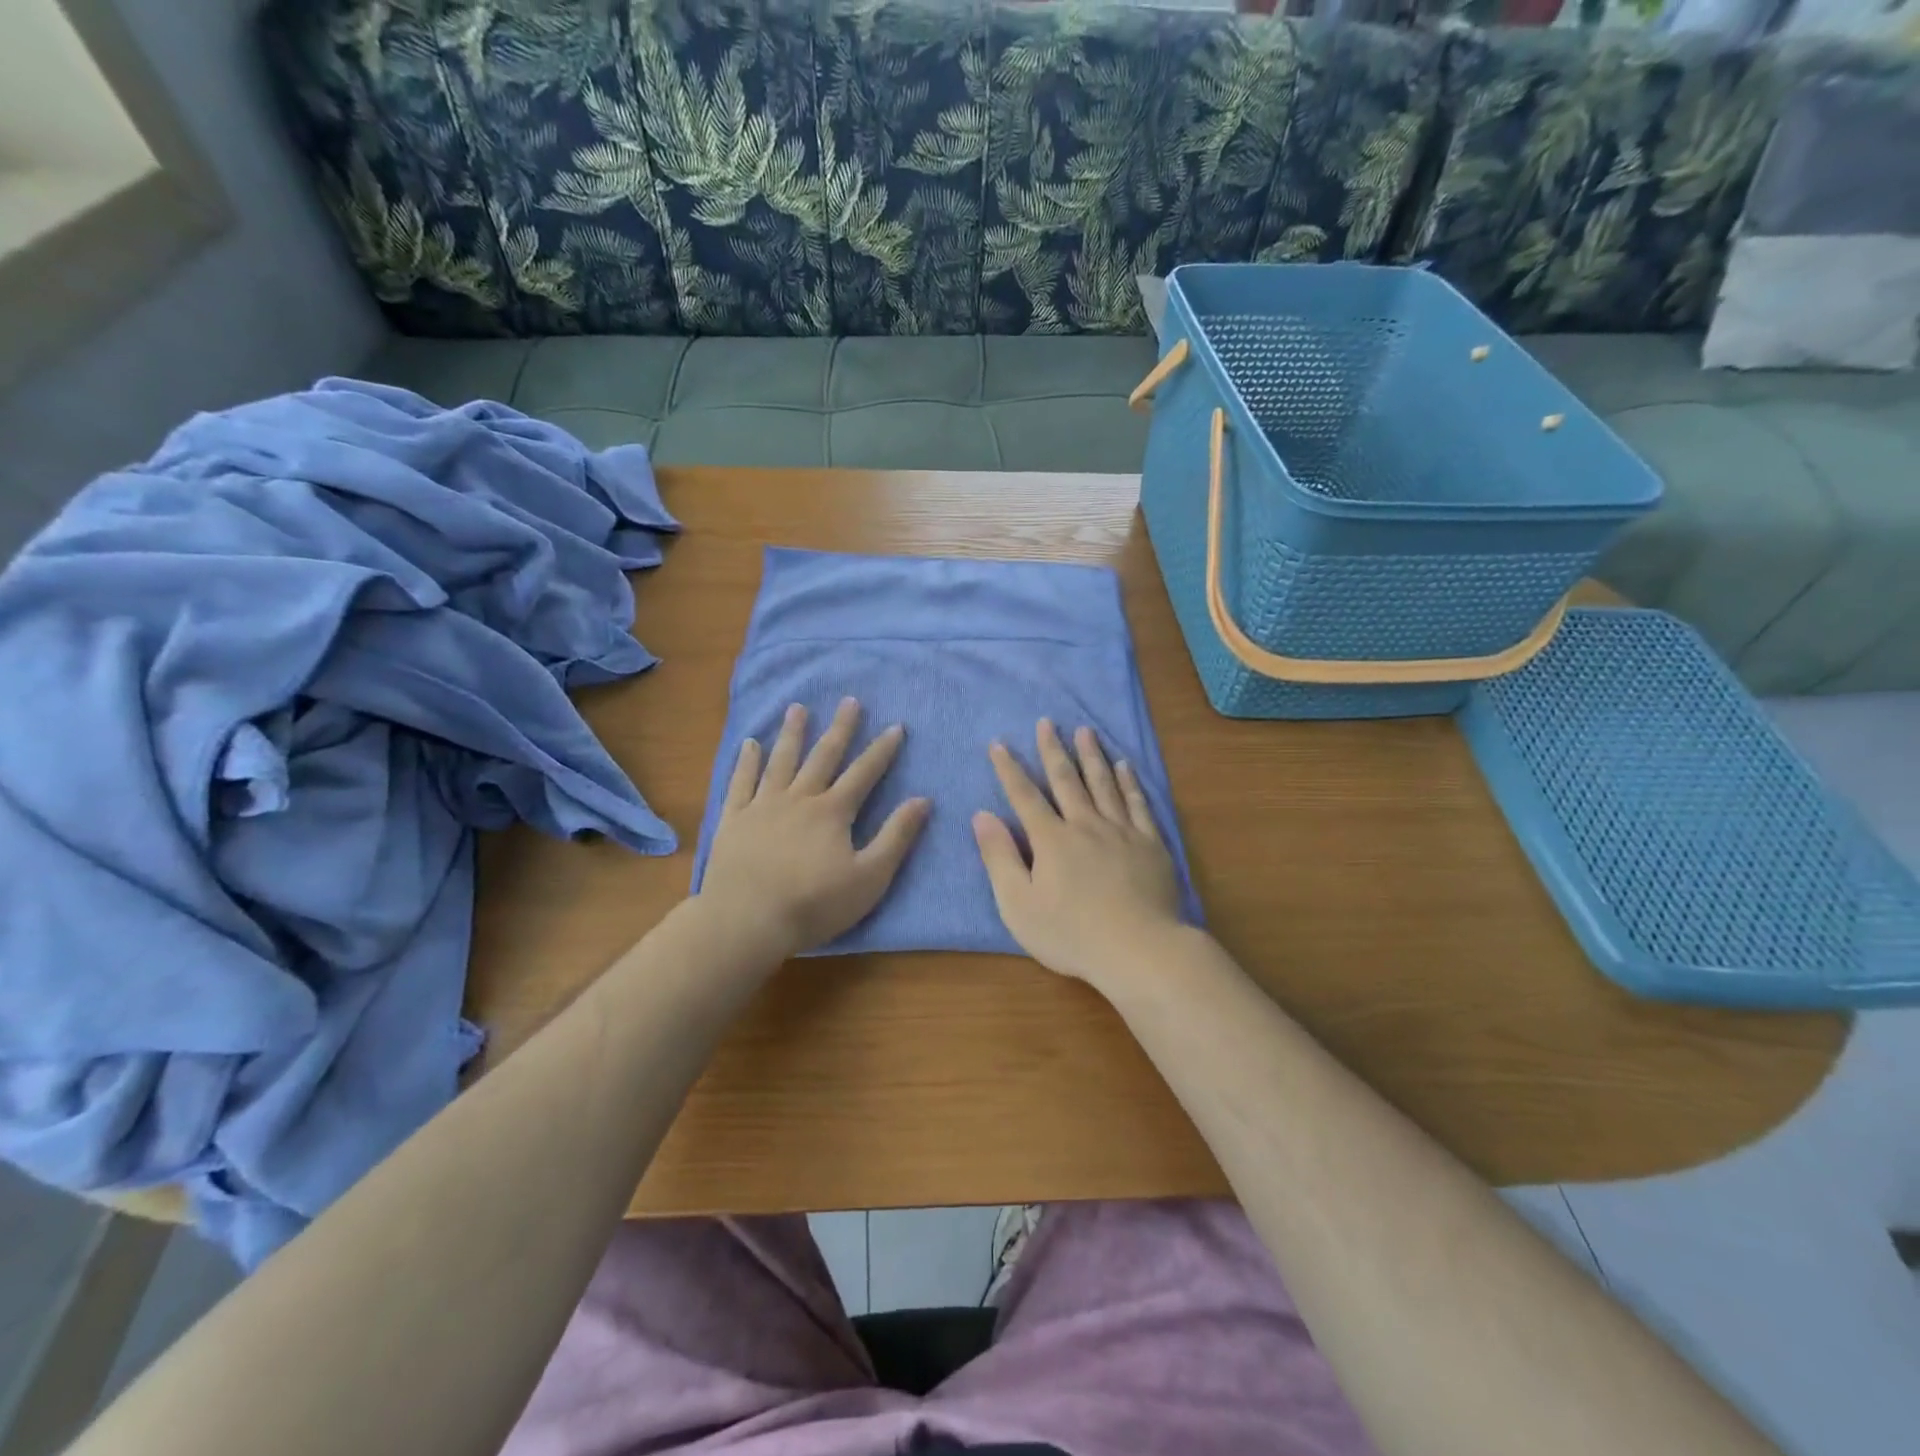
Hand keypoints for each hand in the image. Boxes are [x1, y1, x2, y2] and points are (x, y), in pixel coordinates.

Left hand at [699, 698, 929, 959]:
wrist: (746, 920)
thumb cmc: (814, 904)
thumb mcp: (870, 877)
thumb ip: (896, 836)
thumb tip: (923, 800)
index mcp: (833, 811)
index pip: (864, 772)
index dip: (882, 749)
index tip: (896, 726)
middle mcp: (799, 798)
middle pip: (823, 756)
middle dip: (840, 728)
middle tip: (849, 701)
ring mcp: (763, 806)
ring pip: (781, 761)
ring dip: (792, 733)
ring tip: (798, 708)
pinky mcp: (734, 819)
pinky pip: (741, 782)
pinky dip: (747, 761)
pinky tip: (750, 744)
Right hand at [972, 719, 1184, 989]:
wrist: (1139, 950)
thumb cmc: (1071, 934)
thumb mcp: (1018, 904)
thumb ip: (999, 857)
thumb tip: (982, 815)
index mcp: (1051, 840)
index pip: (1024, 796)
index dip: (1009, 769)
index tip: (999, 743)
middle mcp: (1085, 825)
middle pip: (1066, 780)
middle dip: (1053, 749)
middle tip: (1048, 722)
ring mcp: (1121, 832)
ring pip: (1104, 783)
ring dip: (1092, 756)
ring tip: (1086, 731)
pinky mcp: (1150, 844)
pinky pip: (1138, 804)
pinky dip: (1130, 782)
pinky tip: (1126, 766)